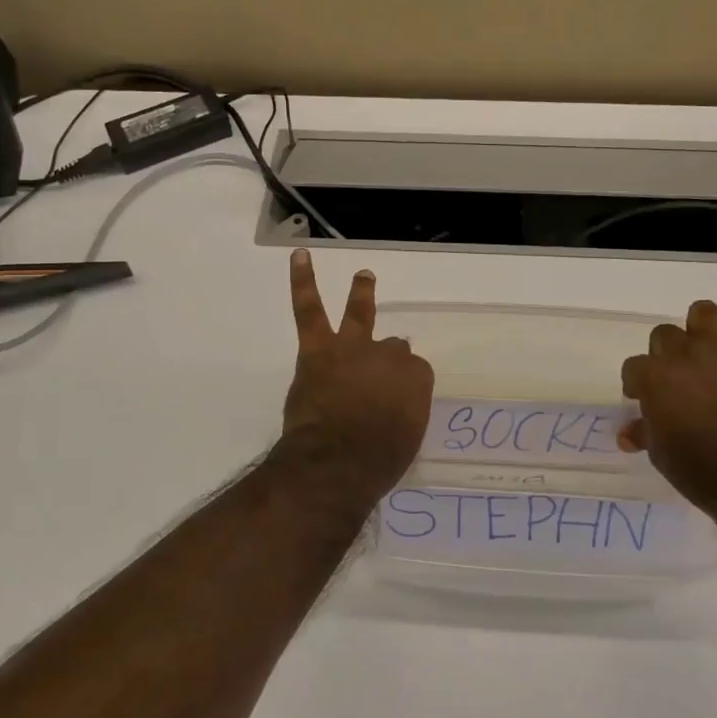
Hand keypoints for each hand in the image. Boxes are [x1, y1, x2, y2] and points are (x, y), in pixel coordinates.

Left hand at [278, 249, 433, 497]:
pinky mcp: (318, 349)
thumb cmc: (377, 461)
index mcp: (416, 380)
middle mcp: (389, 356)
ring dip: (362, 294)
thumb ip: (401, 414)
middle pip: (392, 348)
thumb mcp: (406, 440)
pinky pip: (309, 308)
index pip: (413, 373)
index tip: (391, 405)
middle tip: (379, 372)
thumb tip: (389, 406)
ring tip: (363, 276)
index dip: (401, 388)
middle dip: (387, 357)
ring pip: (358, 315)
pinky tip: (300, 256)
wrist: (337, 460)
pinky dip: (304, 281)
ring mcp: (353, 348)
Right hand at [618, 302, 716, 511]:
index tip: (645, 400)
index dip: (638, 384)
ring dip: (702, 329)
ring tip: (709, 352)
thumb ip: (645, 433)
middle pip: (664, 335)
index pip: (634, 367)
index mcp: (654, 377)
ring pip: (704, 312)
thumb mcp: (661, 455)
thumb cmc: (701, 471)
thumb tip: (629, 433)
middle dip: (666, 355)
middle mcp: (685, 354)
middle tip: (678, 380)